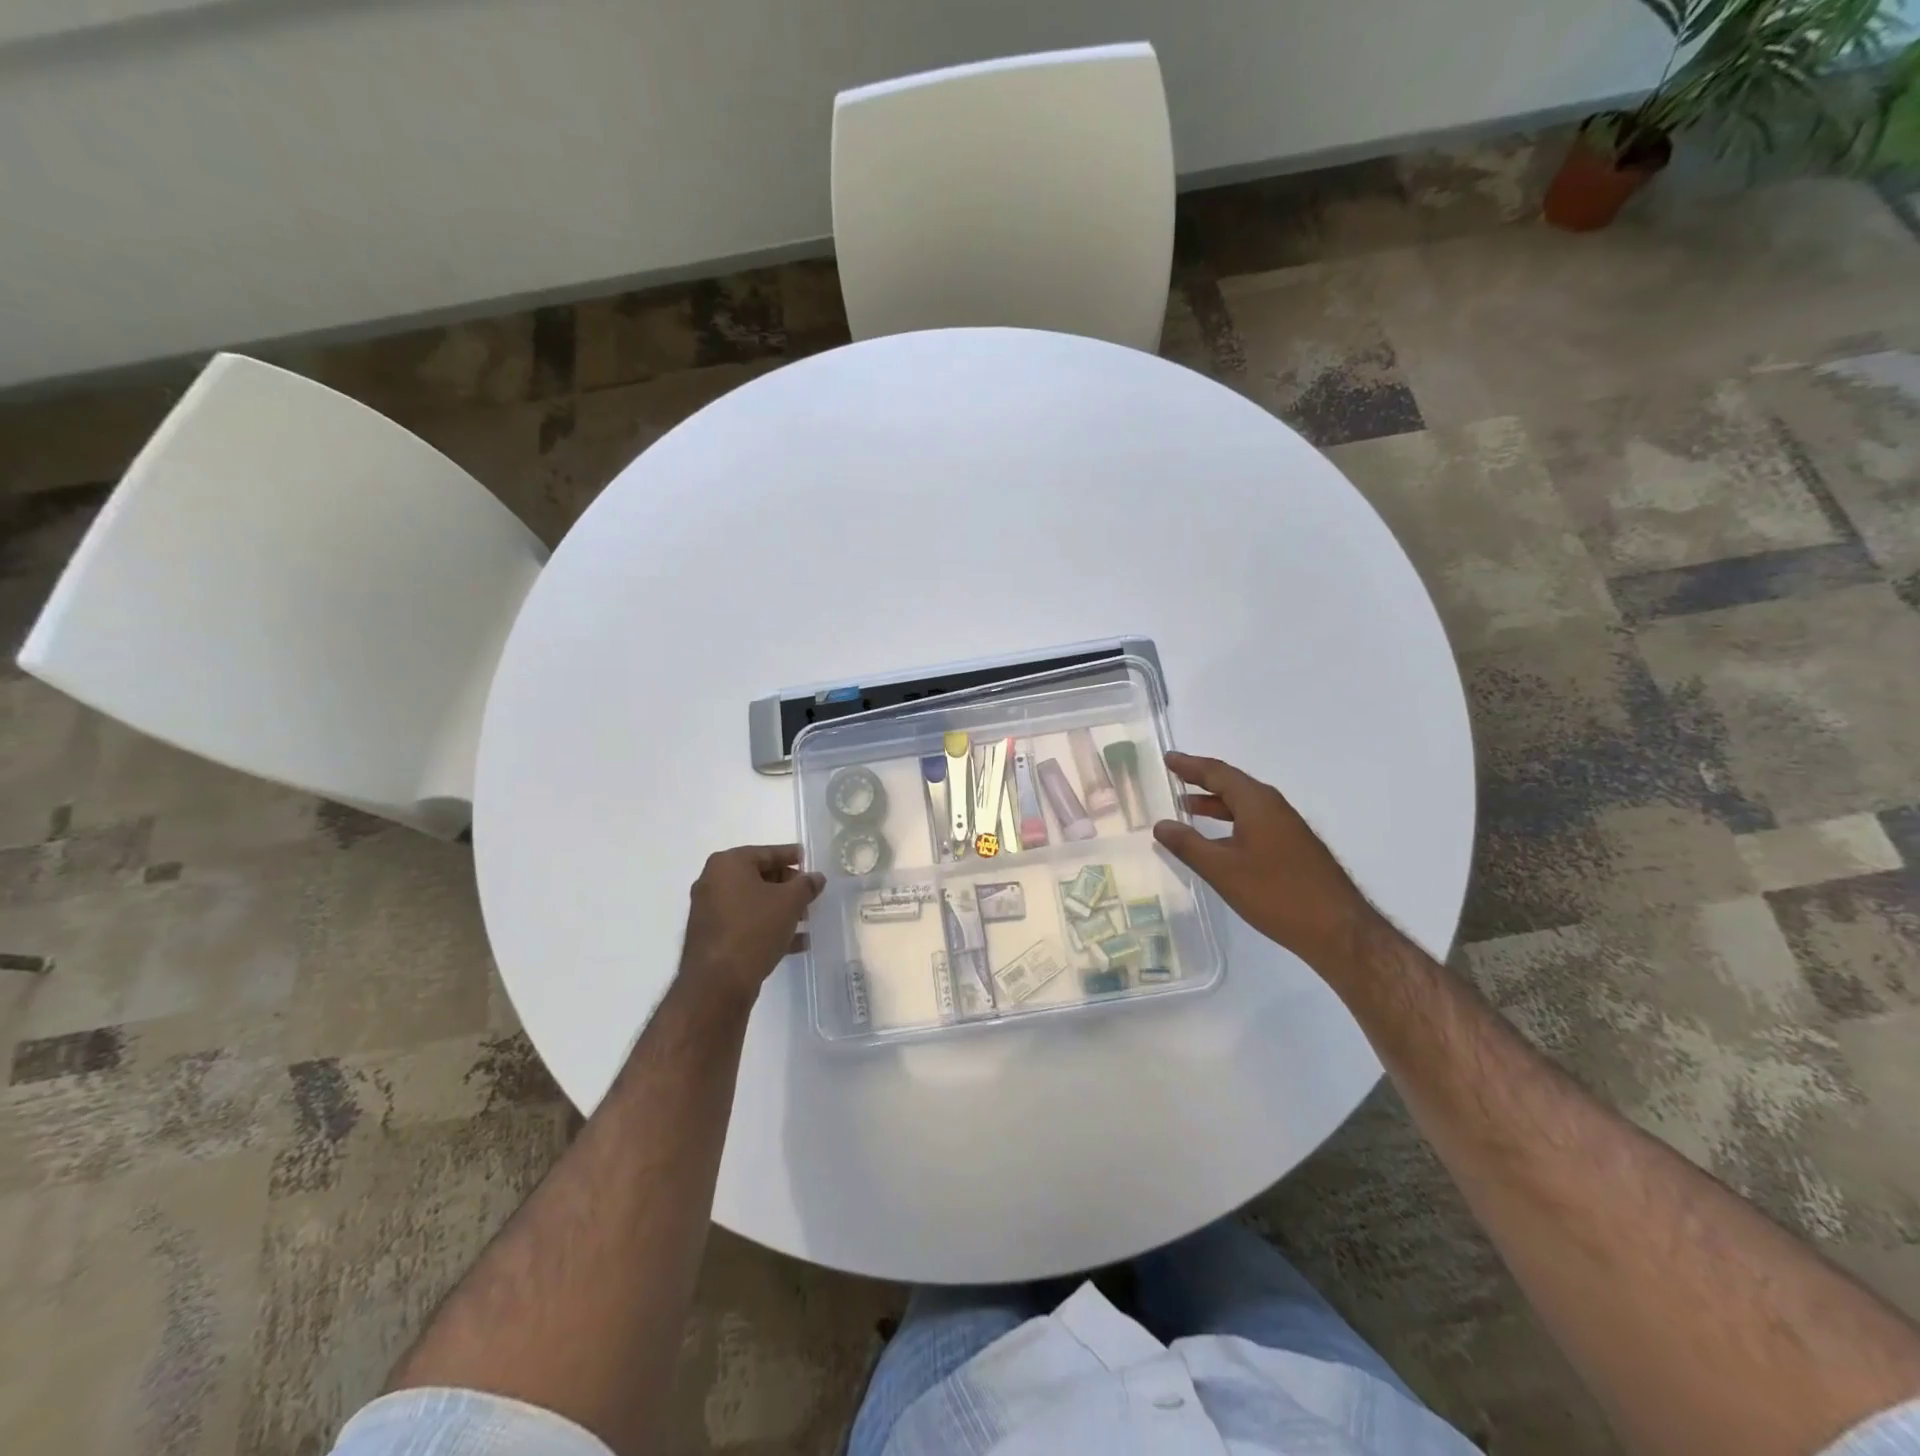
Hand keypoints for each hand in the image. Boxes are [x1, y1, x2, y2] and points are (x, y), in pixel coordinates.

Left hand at [678, 845, 823, 1010]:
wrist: (717, 982)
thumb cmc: (754, 929)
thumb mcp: (790, 902)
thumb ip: (806, 885)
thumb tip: (816, 877)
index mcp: (728, 864)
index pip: (766, 853)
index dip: (791, 856)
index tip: (808, 859)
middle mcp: (713, 882)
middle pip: (758, 877)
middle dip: (787, 886)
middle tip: (810, 894)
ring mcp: (709, 911)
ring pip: (753, 902)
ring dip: (780, 909)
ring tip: (806, 919)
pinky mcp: (712, 936)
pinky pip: (745, 923)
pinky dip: (767, 927)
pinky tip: (795, 942)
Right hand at [1152, 752, 1379, 974]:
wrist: (1338, 930)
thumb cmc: (1276, 894)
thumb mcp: (1222, 870)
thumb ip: (1188, 845)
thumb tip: (1161, 824)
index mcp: (1257, 803)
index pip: (1218, 773)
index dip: (1190, 766)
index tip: (1168, 758)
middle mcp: (1274, 807)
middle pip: (1233, 785)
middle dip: (1202, 781)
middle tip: (1174, 778)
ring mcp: (1287, 828)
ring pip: (1244, 805)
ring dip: (1215, 804)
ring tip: (1187, 808)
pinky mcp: (1294, 848)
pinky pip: (1254, 822)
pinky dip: (1231, 821)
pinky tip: (1219, 842)